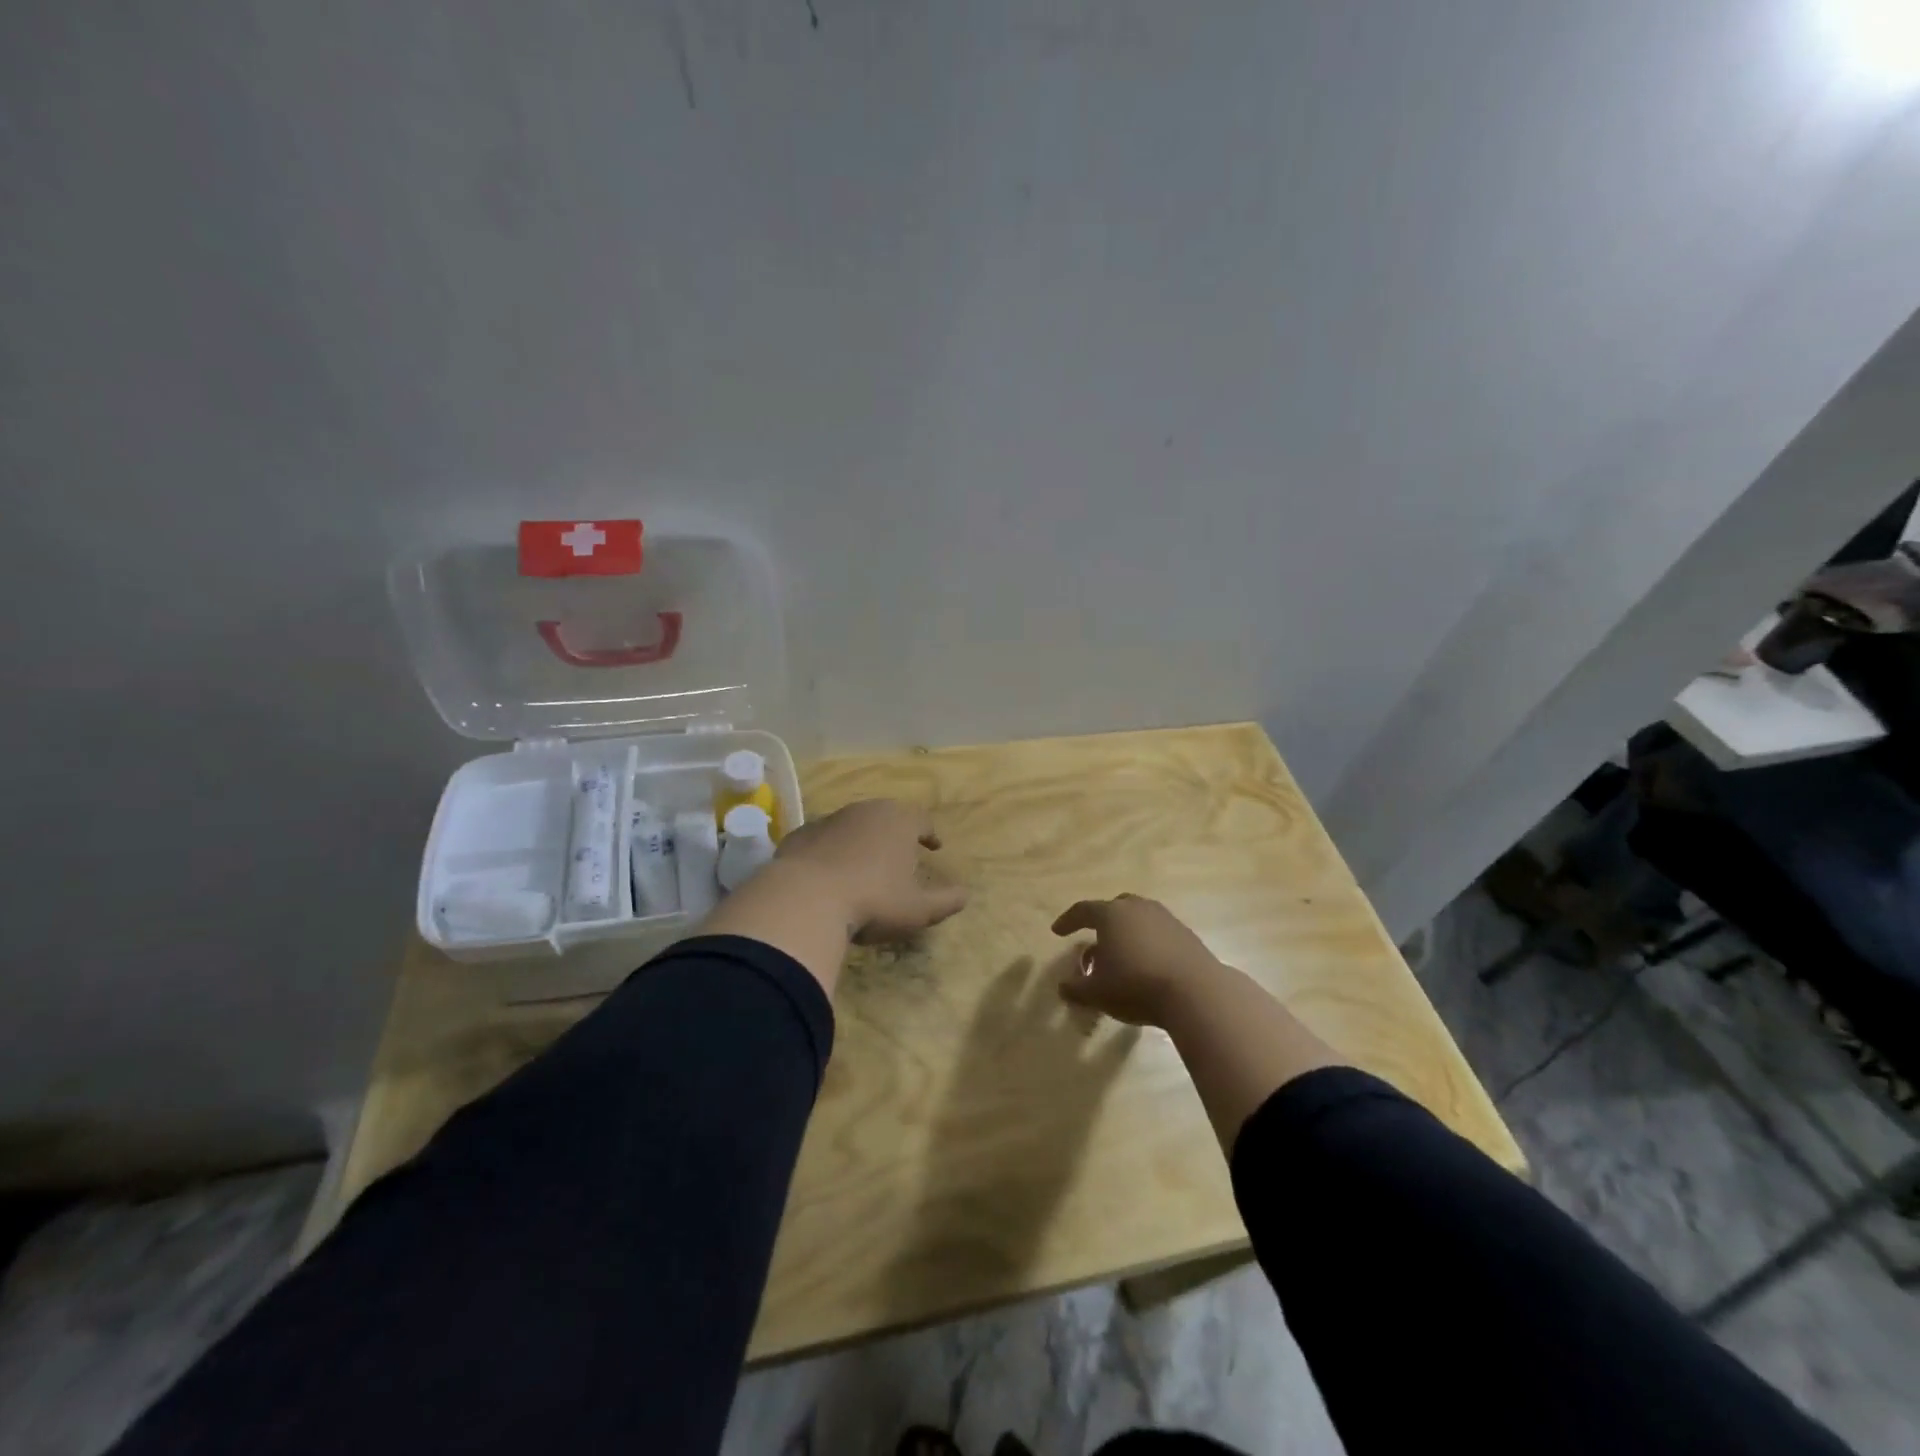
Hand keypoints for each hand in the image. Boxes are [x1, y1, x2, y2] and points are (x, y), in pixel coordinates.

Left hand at [776, 799, 968, 942]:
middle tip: (901, 853)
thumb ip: (946, 901)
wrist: (804, 899)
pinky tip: (829, 874)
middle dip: (895, 833)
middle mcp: (865, 811)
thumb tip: (965, 895)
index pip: (922, 820)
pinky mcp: (800, 835)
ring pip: (853, 825)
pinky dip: (831, 852)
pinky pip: (823, 840)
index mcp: (899, 821)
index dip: (929, 833)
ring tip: (864, 865)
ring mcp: (829, 820)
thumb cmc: (873, 901)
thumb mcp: (918, 909)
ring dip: (862, 841)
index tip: (934, 846)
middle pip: (887, 817)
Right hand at [1051, 894, 1226, 1026]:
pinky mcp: (1186, 934)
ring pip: (1138, 919)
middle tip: (1094, 941)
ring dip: (1126, 934)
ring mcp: (1165, 918)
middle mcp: (1137, 908)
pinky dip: (1147, 943)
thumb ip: (1076, 988)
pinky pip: (1158, 933)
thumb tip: (1063, 986)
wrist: (1196, 992)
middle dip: (1101, 923)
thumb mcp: (1097, 993)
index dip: (1068, 921)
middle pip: (1114, 908)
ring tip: (1121, 956)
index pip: (1083, 910)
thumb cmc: (1136, 986)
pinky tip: (1147, 965)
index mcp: (1111, 914)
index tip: (1057, 931)